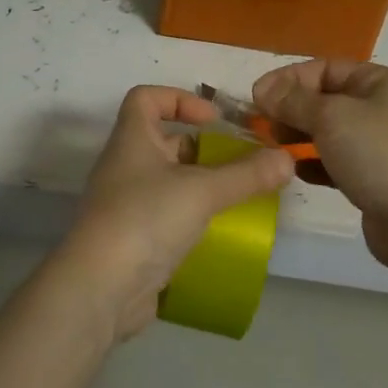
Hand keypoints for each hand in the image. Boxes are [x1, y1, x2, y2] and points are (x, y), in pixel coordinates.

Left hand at [50, 86, 293, 344]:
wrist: (100, 289)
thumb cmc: (146, 219)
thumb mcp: (202, 191)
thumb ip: (247, 175)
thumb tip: (287, 159)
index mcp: (132, 140)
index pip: (146, 98)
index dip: (179, 98)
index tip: (213, 121)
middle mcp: (125, 166)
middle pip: (165, 142)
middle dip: (204, 150)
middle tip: (241, 165)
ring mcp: (126, 205)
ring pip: (169, 182)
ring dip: (202, 187)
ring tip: (239, 199)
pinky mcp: (133, 240)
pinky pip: (167, 217)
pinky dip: (193, 219)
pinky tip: (221, 234)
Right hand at [253, 60, 387, 272]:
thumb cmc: (378, 154)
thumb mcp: (330, 117)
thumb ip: (293, 100)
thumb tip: (263, 88)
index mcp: (381, 82)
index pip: (326, 67)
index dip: (290, 78)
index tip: (258, 97)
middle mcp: (384, 108)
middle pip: (327, 99)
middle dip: (292, 108)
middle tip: (264, 125)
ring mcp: (382, 145)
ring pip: (330, 132)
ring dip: (300, 136)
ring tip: (275, 147)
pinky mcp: (376, 179)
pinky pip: (338, 162)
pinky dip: (315, 163)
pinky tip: (296, 171)